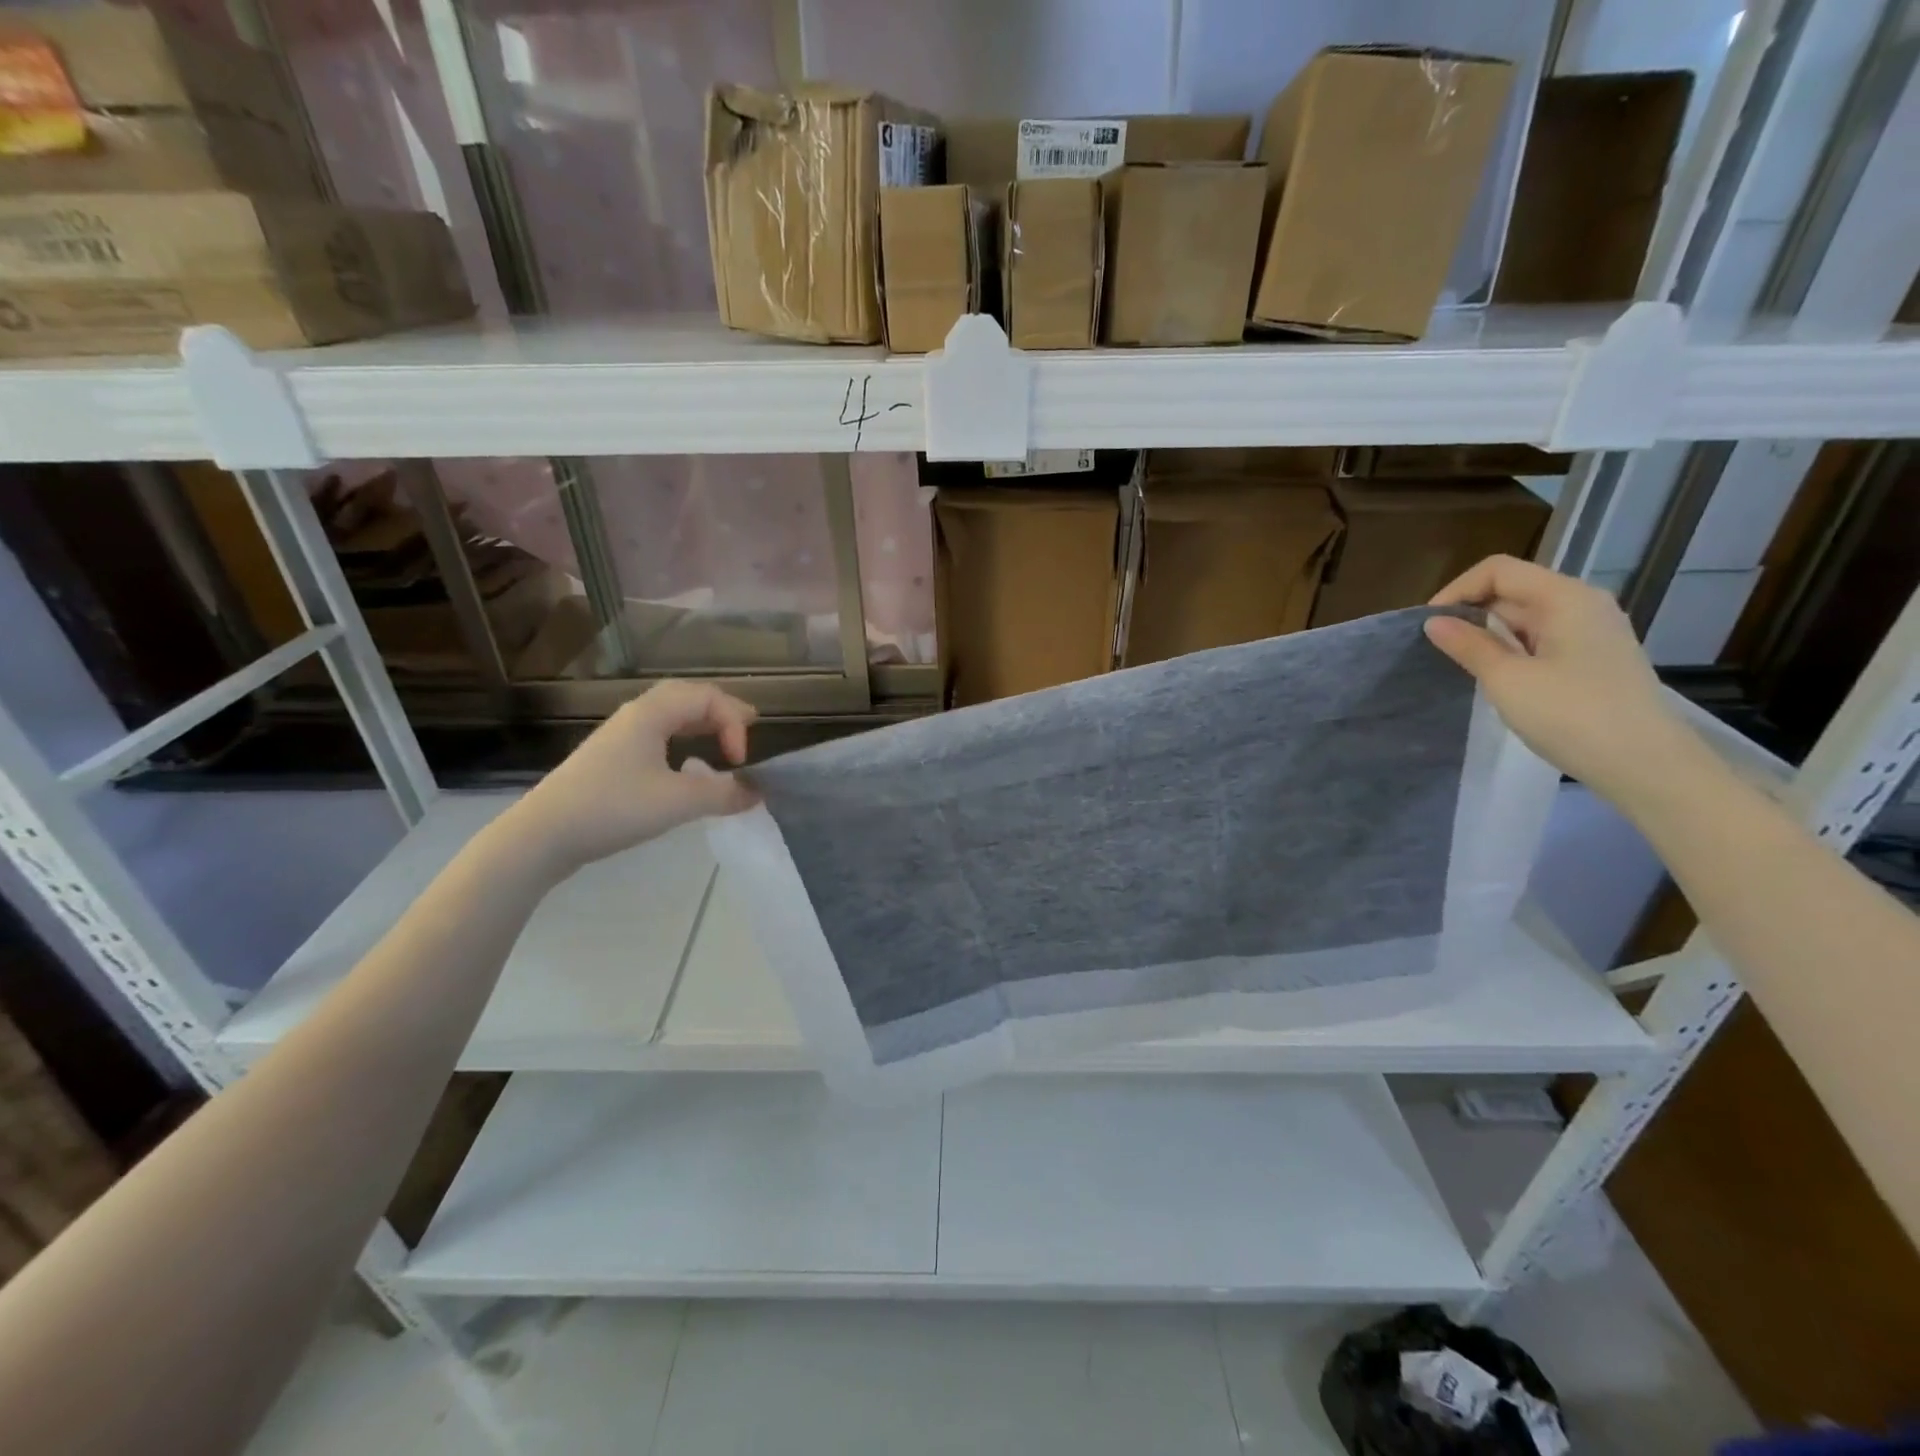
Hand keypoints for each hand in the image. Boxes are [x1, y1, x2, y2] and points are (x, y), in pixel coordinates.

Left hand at [501, 681, 759, 875]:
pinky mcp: (611, 758)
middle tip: (749, 726)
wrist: (543, 835)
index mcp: (652, 713)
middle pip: (688, 696)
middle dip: (722, 710)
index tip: (740, 763)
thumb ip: (724, 794)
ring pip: (670, 714)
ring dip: (702, 722)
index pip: (708, 698)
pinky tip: (686, 764)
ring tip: (724, 740)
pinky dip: (683, 738)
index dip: (735, 724)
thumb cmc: (613, 808)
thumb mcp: (678, 803)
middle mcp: (636, 715)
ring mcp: (620, 736)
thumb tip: (757, 793)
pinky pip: (657, 733)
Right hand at [1424, 556, 1695, 800]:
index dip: (1457, 590)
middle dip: (1471, 611)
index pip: (1498, 571)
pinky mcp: (1594, 658)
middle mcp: (1583, 604)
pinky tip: (1498, 676)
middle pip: (1514, 589)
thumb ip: (1469, 645)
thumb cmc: (1571, 715)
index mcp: (1565, 598)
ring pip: (1527, 616)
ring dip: (1489, 632)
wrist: (1645, 764)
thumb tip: (1434, 622)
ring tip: (1461, 663)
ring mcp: (1593, 632)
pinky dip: (1512, 647)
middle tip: (1438, 648)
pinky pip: (1542, 638)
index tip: (1429, 626)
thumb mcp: (1508, 680)